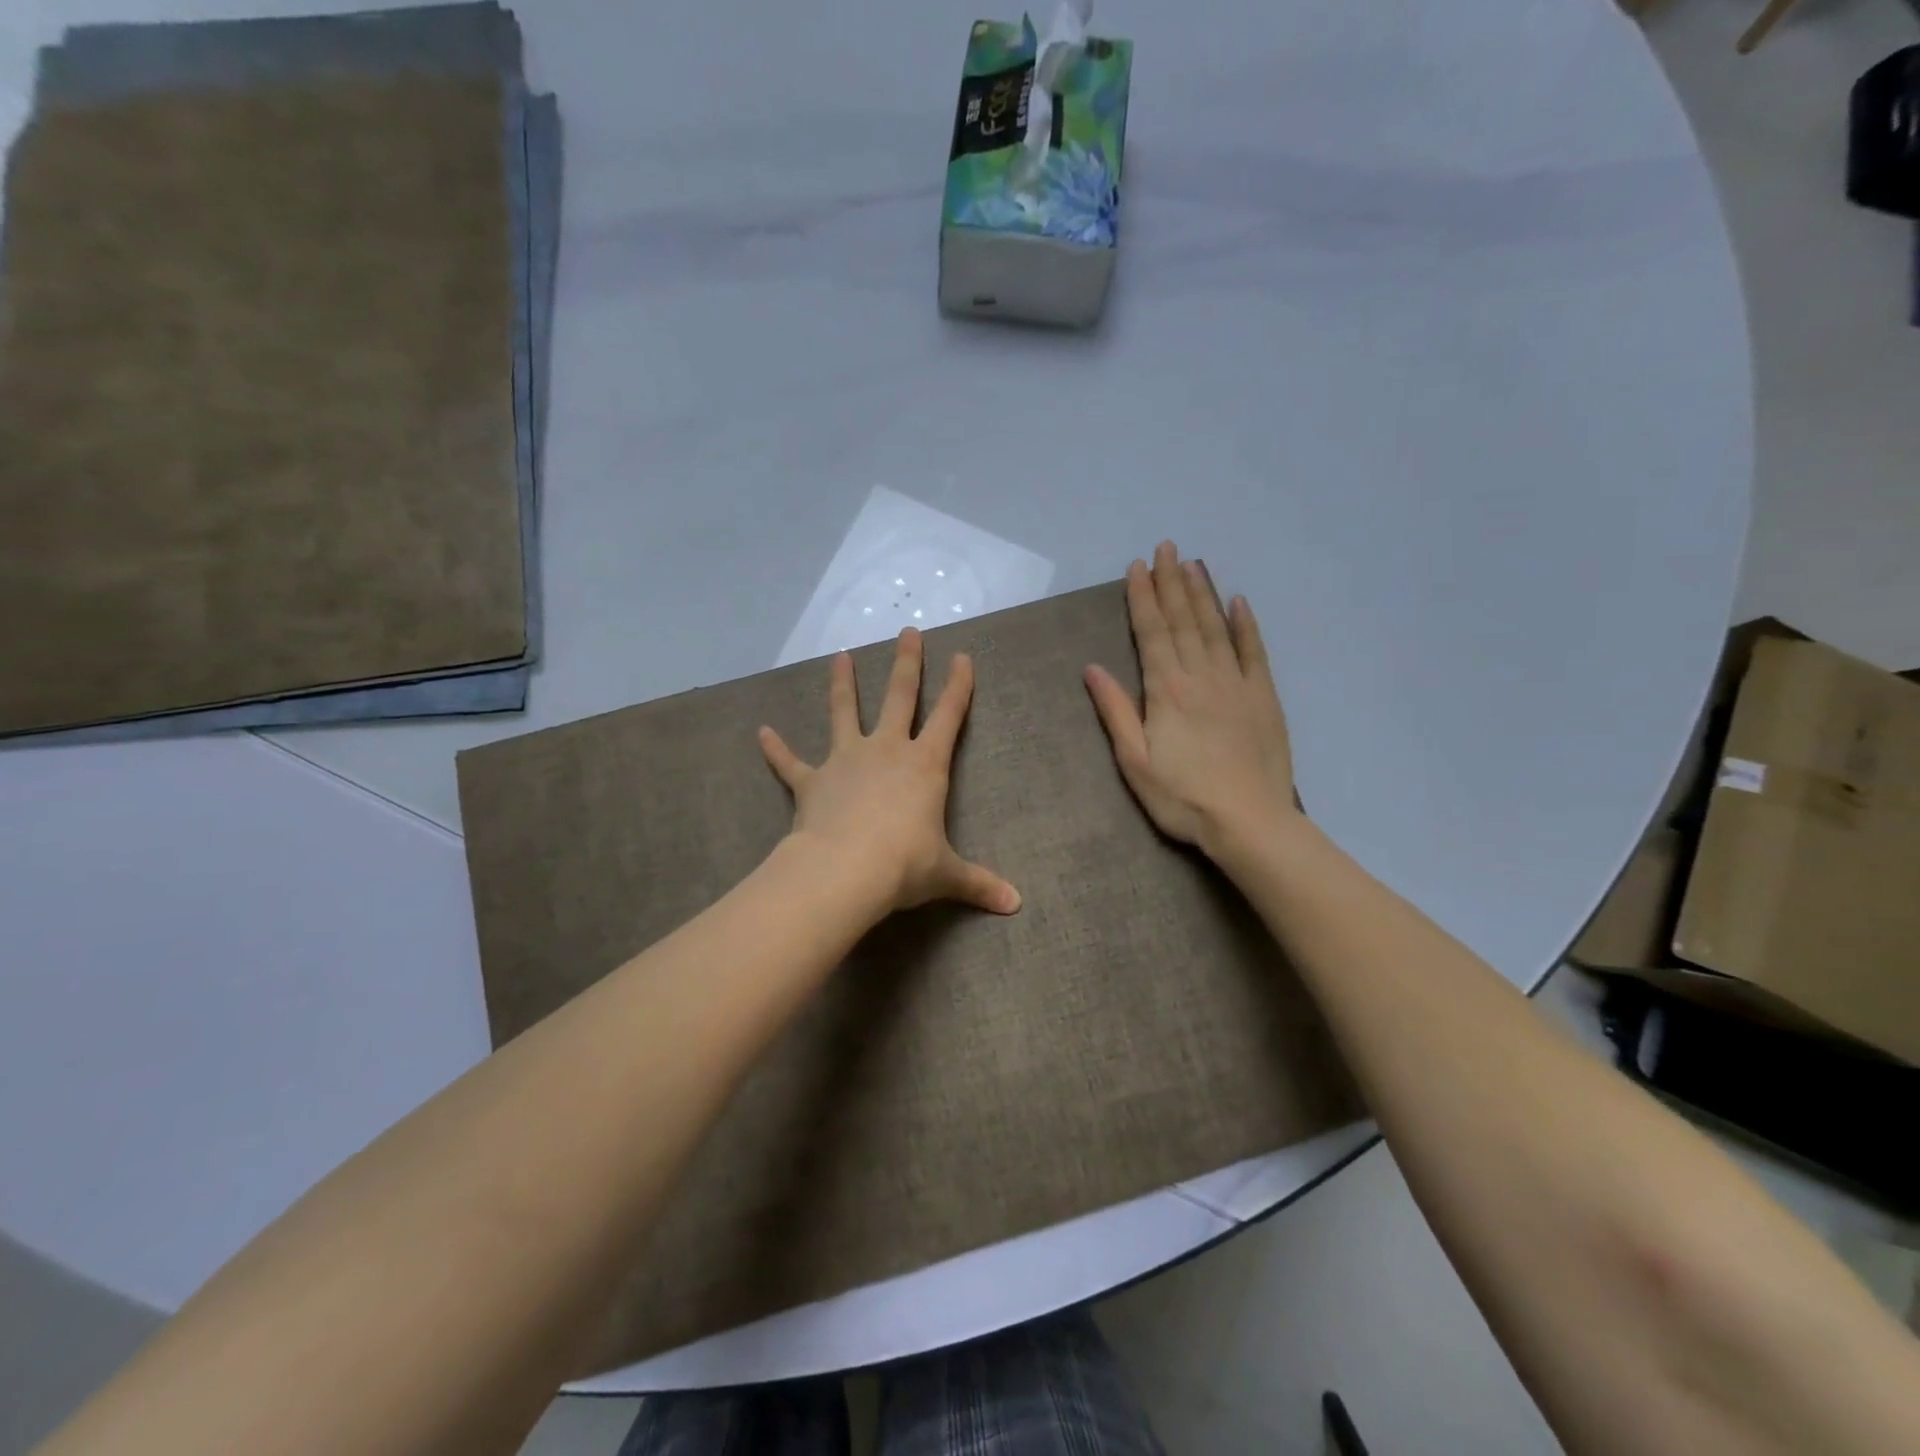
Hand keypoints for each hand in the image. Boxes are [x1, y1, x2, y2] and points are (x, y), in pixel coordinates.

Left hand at [760, 629, 1020, 917]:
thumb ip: (979, 884)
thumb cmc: (904, 866)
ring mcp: (845, 761)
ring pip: (844, 712)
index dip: (959, 686)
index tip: (962, 656)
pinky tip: (763, 733)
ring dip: (842, 684)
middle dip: (906, 664)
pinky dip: (777, 749)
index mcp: (924, 766)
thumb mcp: (947, 874)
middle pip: (899, 697)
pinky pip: (790, 763)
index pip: (949, 716)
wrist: (845, 871)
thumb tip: (1015, 905)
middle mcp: (886, 751)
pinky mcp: (811, 781)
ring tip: (839, 656)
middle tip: (908, 632)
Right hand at [1084, 541, 1302, 856]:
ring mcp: (1237, 683)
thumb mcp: (1134, 761)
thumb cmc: (1182, 797)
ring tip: (1194, 564)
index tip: (1137, 567)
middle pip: (1184, 620)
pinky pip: (1254, 651)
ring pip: (1216, 627)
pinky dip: (1245, 625)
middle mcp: (1201, 675)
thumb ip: (1115, 711)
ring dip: (1203, 594)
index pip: (1152, 632)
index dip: (1142, 597)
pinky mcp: (1264, 697)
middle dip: (1172, 582)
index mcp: (1166, 690)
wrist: (1249, 821)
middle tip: (1167, 548)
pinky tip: (1238, 602)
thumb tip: (1093, 668)